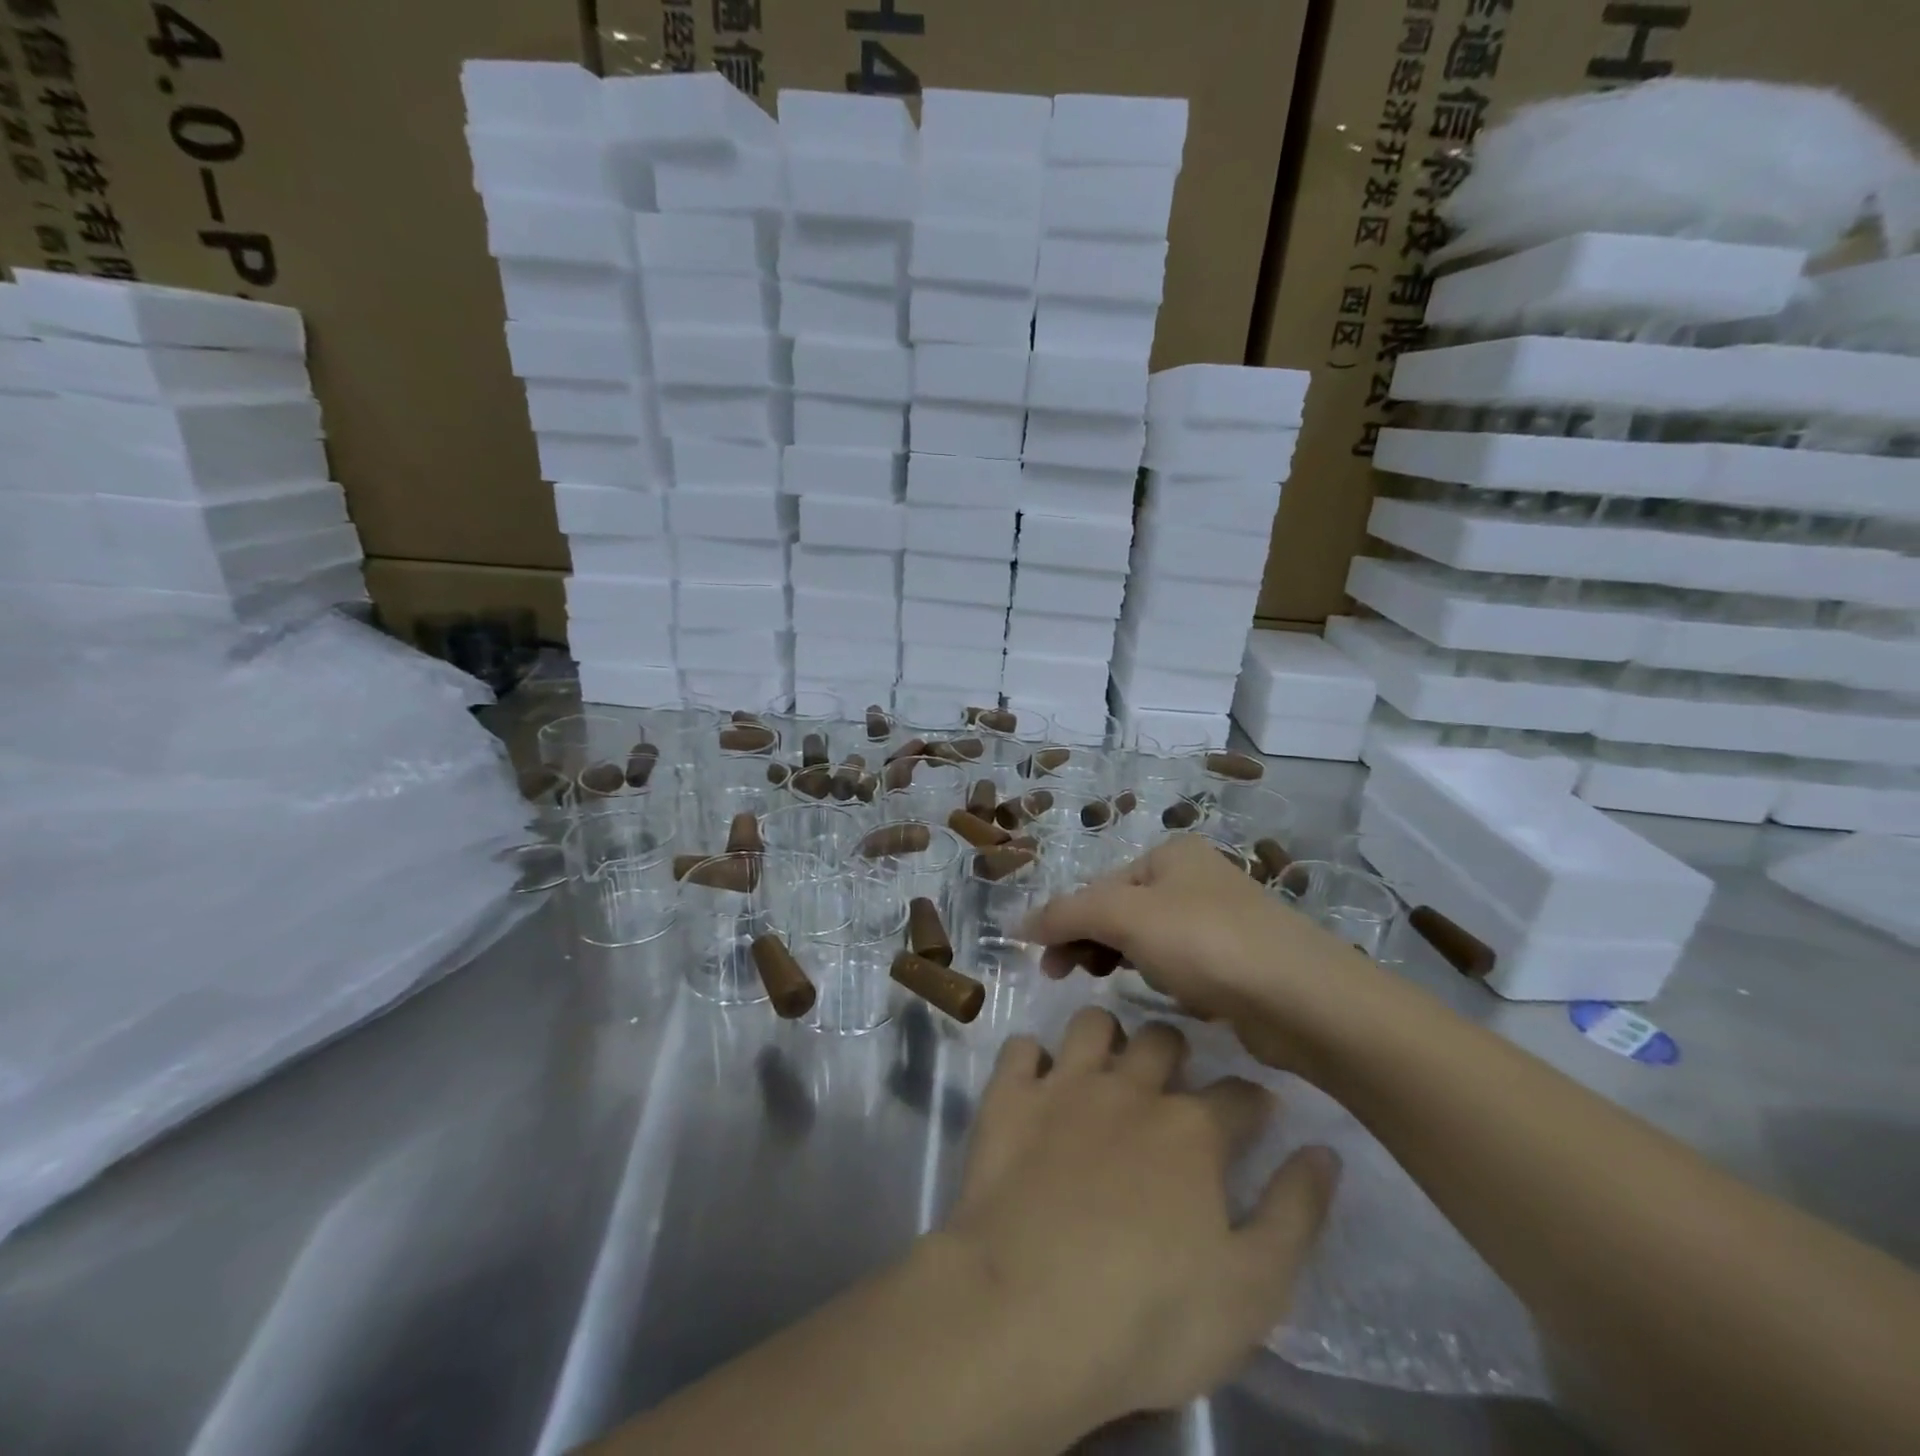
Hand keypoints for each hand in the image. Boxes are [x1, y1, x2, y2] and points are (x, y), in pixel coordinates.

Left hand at [939, 1007, 1337, 1426]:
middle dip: (1176, 1051)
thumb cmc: (1149, 1315)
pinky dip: (1030, 1058)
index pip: (1239, 1094)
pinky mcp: (1008, 1098)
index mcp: (1193, 1131)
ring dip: (1104, 1037)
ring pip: (1091, 1023)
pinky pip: (1019, 1048)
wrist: (1027, 1312)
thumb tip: (1324, 1151)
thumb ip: (1294, 1214)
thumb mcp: (1253, 1290)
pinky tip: (1036, 1082)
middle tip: (1173, 1082)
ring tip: (1106, 1067)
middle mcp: (1130, 1089)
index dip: (1253, 1101)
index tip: (1256, 1112)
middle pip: (1162, 1038)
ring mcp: (1064, 1087)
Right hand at [1021, 835, 1362, 1071]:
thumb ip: (1068, 914)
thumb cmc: (1207, 943)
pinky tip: (1171, 998)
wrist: (1304, 1000)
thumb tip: (1018, 923)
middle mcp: (1195, 878)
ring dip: (1125, 961)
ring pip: (1150, 940)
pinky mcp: (1238, 961)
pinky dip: (1166, 980)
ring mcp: (1220, 919)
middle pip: (1121, 910)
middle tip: (1063, 977)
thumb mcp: (1126, 918)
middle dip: (1091, 942)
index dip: (1066, 922)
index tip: (1046, 965)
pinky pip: (1182, 965)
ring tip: (1114, 986)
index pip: (1099, 886)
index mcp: (1171, 854)